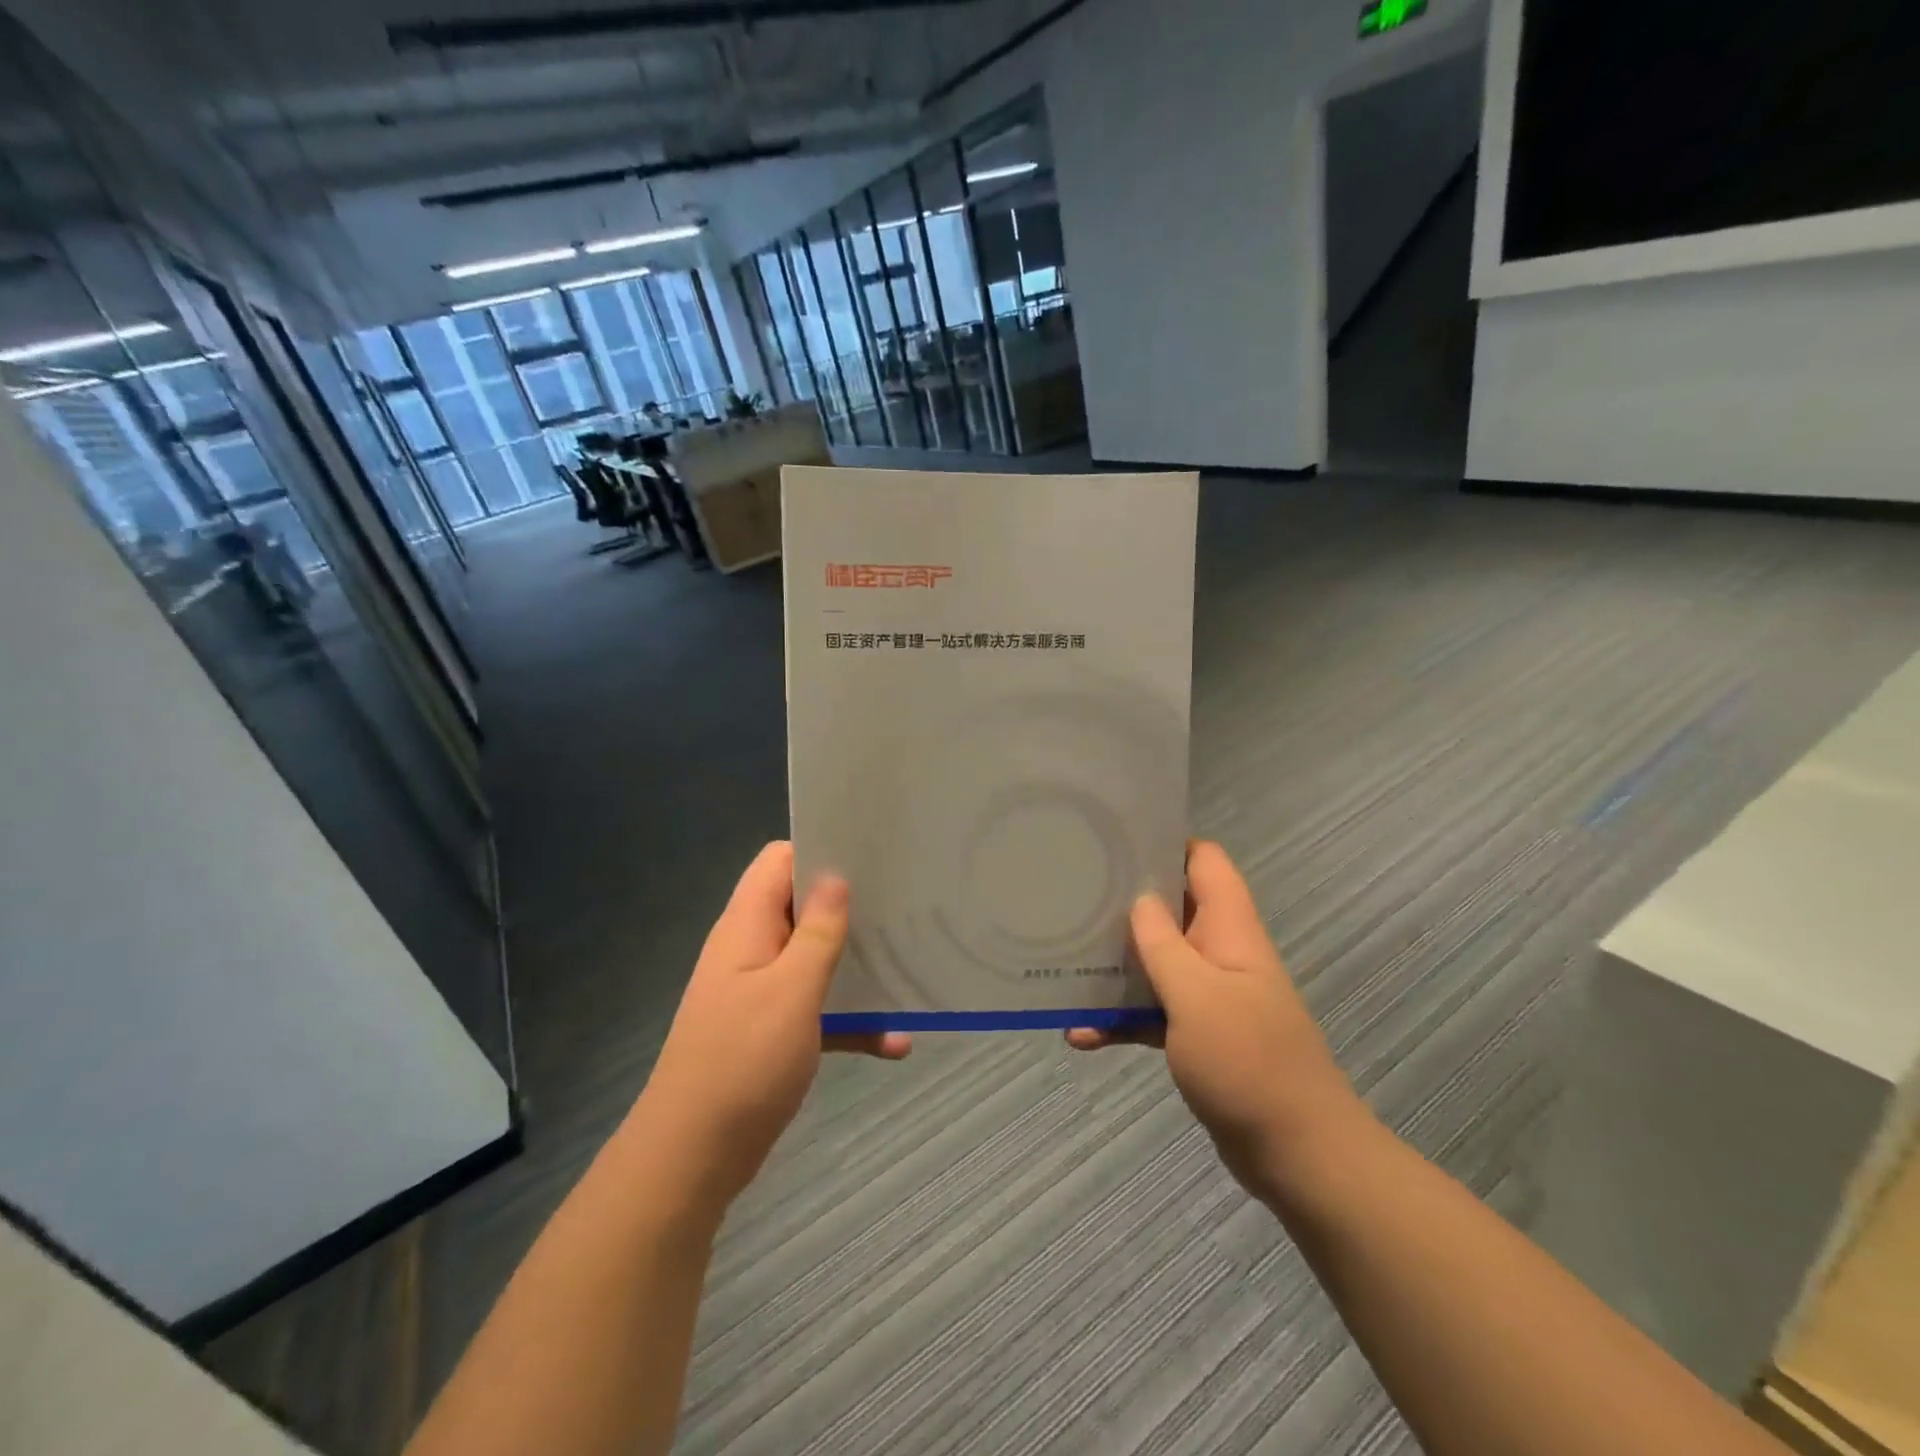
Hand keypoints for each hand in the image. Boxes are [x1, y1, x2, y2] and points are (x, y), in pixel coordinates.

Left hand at [629, 841, 909, 1216]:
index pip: (779, 861)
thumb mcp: (791, 991)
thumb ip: (818, 933)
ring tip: (908, 965)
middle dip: (851, 908)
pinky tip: (897, 1043)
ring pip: (816, 960)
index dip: (820, 850)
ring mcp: (761, 991)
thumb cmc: (742, 1063)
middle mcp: (752, 949)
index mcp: (747, 925)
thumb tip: (836, 877)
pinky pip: (819, 1010)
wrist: (692, 1157)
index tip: (870, 857)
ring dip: (857, 968)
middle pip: (804, 907)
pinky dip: (851, 1020)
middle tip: (902, 907)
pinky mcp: (772, 1030)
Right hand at [1068, 841, 1369, 1202]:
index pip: (1204, 861)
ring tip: (1065, 962)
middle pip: (1171, 908)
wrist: (1298, 1155)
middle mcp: (1219, 952)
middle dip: (1124, 903)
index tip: (1114, 843)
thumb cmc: (1248, 1063)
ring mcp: (1209, 994)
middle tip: (1073, 896)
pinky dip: (1121, 1019)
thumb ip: (1163, 944)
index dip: (1165, 843)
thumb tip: (1139, 899)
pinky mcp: (1197, 1034)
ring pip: (1156, 961)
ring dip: (1116, 966)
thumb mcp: (1196, 996)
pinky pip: (1152, 1012)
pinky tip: (1080, 1034)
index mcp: (1229, 929)